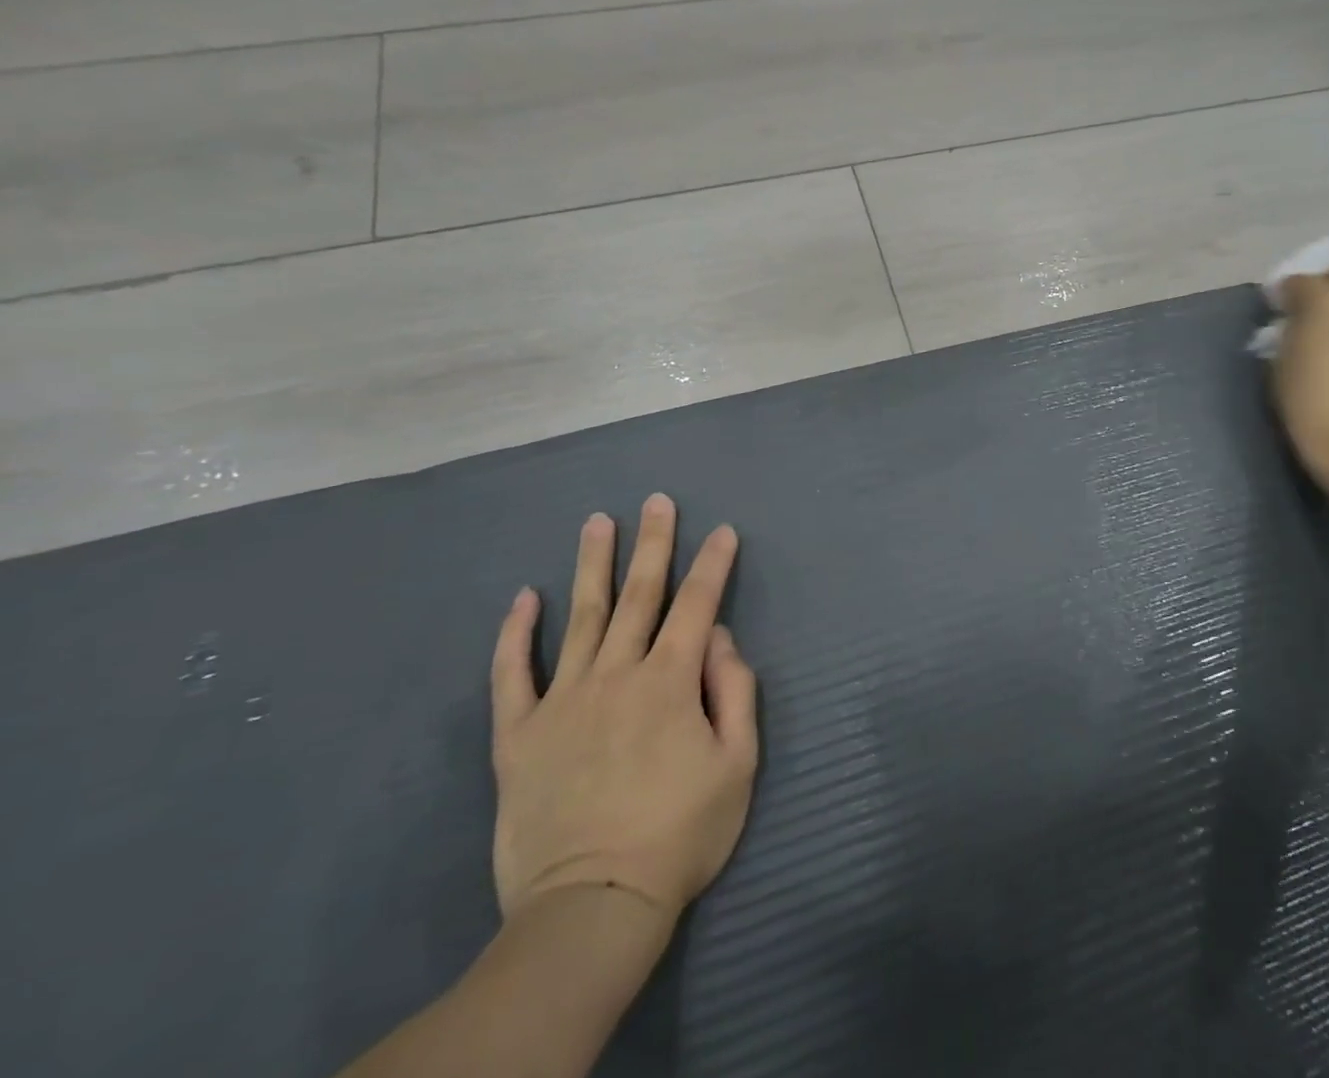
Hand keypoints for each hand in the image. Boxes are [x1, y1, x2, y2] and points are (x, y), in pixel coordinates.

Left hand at [489, 495, 758, 929]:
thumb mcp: (737, 765)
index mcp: (671, 681)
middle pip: (639, 594)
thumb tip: (718, 636)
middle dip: (654, 543)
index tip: (724, 530)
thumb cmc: (680, 835)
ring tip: (597, 522)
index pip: (697, 605)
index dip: (713, 564)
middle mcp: (617, 674)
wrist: (592, 906)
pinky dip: (516, 634)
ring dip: (593, 565)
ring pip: (582, 617)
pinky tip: (524, 597)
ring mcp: (562, 700)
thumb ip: (735, 690)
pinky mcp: (518, 735)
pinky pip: (512, 674)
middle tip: (656, 501)